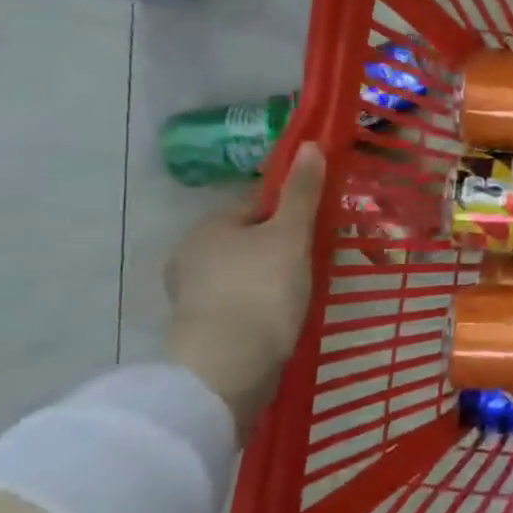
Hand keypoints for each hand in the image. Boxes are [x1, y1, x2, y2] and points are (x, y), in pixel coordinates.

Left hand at [164, 143, 325, 436]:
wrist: (228, 366)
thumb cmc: (262, 289)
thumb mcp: (291, 234)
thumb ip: (302, 192)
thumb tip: (310, 145)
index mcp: (209, 227)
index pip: (258, 206)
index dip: (292, 212)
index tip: (320, 227)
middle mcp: (192, 256)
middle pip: (251, 240)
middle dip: (283, 246)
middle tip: (319, 260)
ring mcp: (194, 295)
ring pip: (247, 273)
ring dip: (274, 277)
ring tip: (307, 290)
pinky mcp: (203, 329)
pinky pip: (241, 302)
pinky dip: (263, 305)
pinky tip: (285, 315)